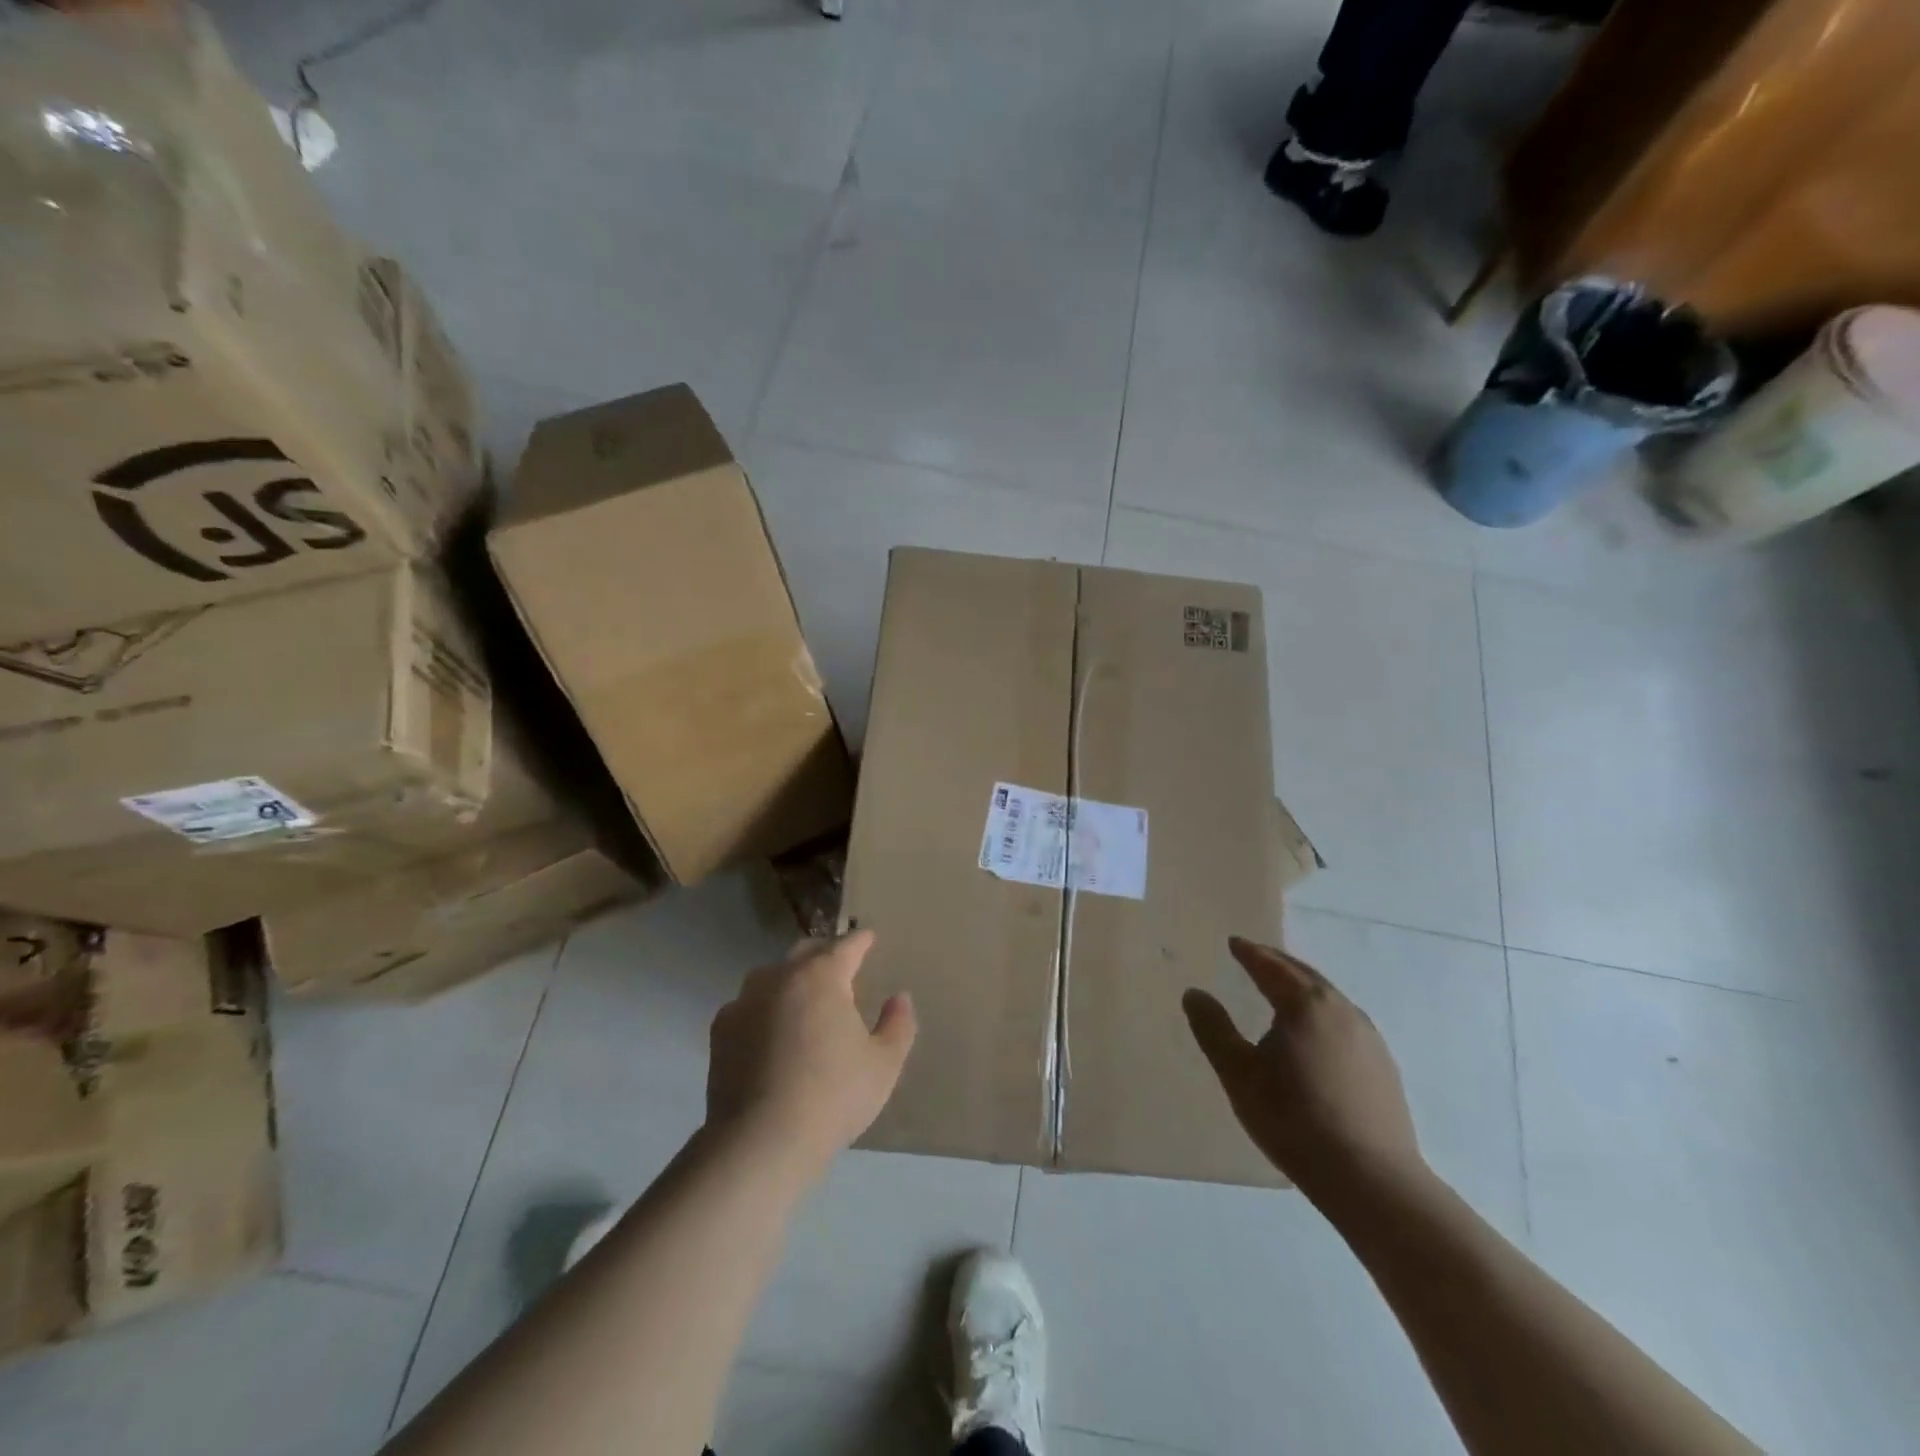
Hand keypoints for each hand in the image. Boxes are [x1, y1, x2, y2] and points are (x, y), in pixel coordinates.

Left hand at [706, 930, 915, 1182]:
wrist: (760, 1142)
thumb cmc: (832, 1097)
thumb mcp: (883, 1064)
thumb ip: (898, 1024)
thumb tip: (899, 997)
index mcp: (822, 976)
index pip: (846, 946)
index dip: (861, 940)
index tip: (869, 937)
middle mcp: (780, 977)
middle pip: (806, 952)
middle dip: (825, 954)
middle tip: (840, 966)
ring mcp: (745, 1002)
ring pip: (772, 975)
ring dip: (791, 979)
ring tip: (804, 998)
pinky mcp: (721, 1031)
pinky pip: (748, 1006)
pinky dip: (763, 1008)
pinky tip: (770, 1031)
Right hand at [1183, 937, 1422, 1197]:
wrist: (1372, 1180)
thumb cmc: (1295, 1120)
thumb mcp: (1240, 1075)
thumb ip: (1214, 1029)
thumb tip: (1194, 993)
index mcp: (1304, 1005)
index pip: (1271, 967)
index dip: (1249, 953)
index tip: (1234, 942)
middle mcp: (1340, 1010)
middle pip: (1304, 974)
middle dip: (1277, 962)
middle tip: (1254, 956)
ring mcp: (1368, 1037)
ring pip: (1328, 996)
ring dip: (1302, 985)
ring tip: (1282, 989)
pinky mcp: (1383, 1065)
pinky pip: (1344, 1020)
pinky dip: (1321, 1010)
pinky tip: (1316, 1032)